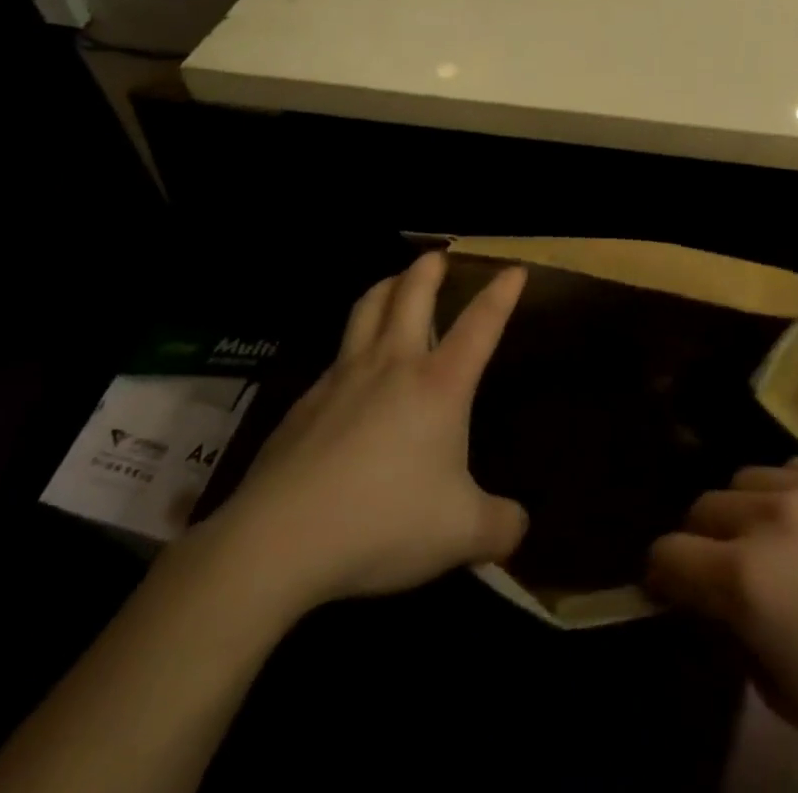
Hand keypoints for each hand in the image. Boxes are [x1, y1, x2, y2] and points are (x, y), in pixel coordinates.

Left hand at [200, 253, 527, 618]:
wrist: (278, 541)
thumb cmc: (382, 523)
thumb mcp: (459, 535)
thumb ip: (499, 528)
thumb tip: (519, 528)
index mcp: (438, 385)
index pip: (480, 324)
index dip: (501, 293)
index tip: (514, 269)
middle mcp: (393, 365)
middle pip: (411, 294)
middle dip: (428, 268)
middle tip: (437, 256)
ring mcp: (343, 377)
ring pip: (366, 309)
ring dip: (385, 287)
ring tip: (395, 283)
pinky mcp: (306, 401)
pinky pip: (336, 356)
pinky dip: (352, 344)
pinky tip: (351, 370)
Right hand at [648, 459, 797, 787]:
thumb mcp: (779, 686)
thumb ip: (735, 629)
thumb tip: (718, 599)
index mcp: (747, 577)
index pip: (669, 553)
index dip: (663, 575)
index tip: (671, 587)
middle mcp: (772, 516)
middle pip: (705, 506)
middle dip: (704, 540)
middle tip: (728, 568)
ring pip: (750, 479)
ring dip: (750, 510)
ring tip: (779, 540)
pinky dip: (794, 492)